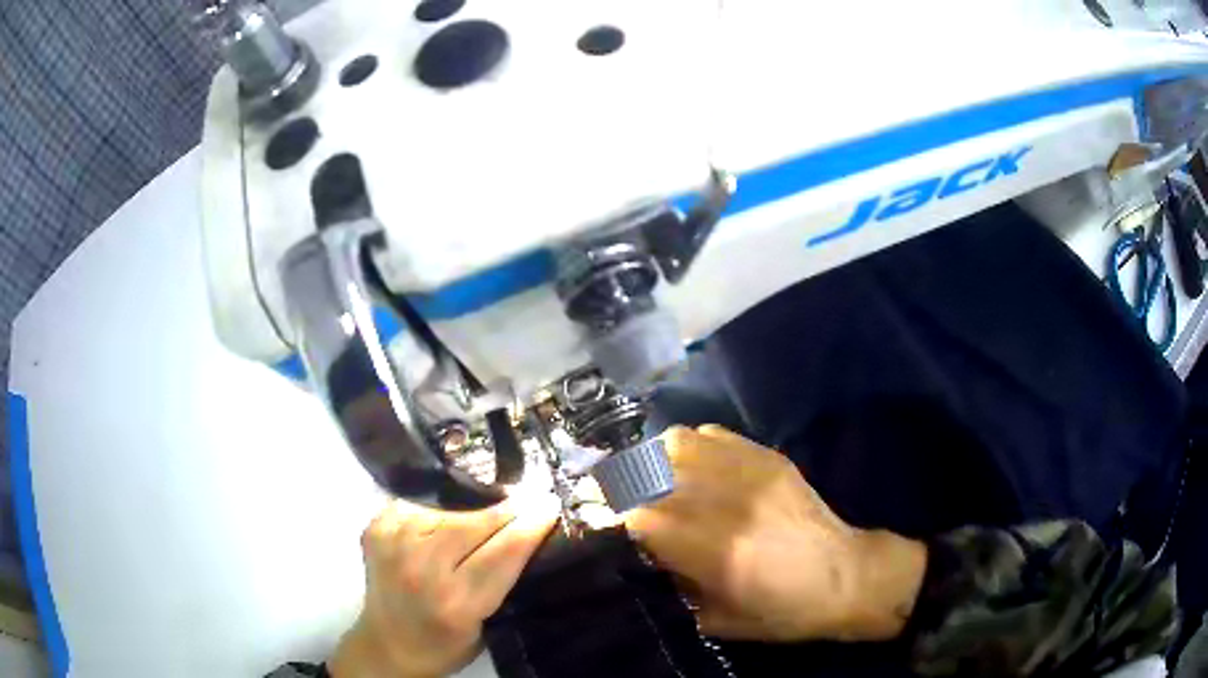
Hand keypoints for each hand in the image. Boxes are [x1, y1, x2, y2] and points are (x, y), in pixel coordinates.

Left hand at [331, 496, 559, 677]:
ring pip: (447, 509)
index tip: (550, 504)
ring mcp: (394, 545)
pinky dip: (439, 506)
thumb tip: (524, 535)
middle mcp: (421, 570)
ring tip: (492, 503)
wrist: (386, 644)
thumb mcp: (484, 625)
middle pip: (473, 523)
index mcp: (456, 604)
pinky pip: (418, 505)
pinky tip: (450, 510)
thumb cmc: (445, 644)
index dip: (530, 525)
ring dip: (474, 505)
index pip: (503, 552)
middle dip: (507, 508)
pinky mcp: (376, 529)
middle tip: (529, 496)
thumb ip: (500, 582)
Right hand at [625, 426, 926, 642]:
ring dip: (652, 461)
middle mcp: (728, 502)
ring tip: (650, 479)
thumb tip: (641, 551)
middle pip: (649, 471)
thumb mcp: (716, 620)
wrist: (846, 577)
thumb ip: (672, 585)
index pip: (639, 516)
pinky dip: (689, 449)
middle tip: (612, 496)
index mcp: (715, 550)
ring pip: (677, 443)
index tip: (595, 519)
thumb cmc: (782, 612)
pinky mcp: (768, 458)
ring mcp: (750, 472)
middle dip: (619, 483)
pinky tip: (691, 468)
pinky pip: (711, 435)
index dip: (609, 515)